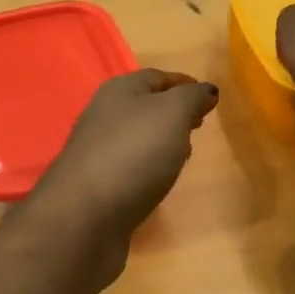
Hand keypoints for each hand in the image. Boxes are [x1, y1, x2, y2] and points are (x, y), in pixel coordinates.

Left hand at [28, 69, 218, 267]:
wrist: (84, 216)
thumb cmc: (133, 154)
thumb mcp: (172, 114)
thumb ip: (192, 98)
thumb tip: (207, 90)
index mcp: (118, 92)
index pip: (156, 77)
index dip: (184, 84)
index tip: (210, 98)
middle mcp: (104, 117)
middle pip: (144, 108)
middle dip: (173, 114)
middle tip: (199, 126)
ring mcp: (98, 153)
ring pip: (137, 140)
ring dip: (161, 143)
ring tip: (184, 156)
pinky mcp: (98, 187)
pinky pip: (130, 169)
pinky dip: (148, 170)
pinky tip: (160, 183)